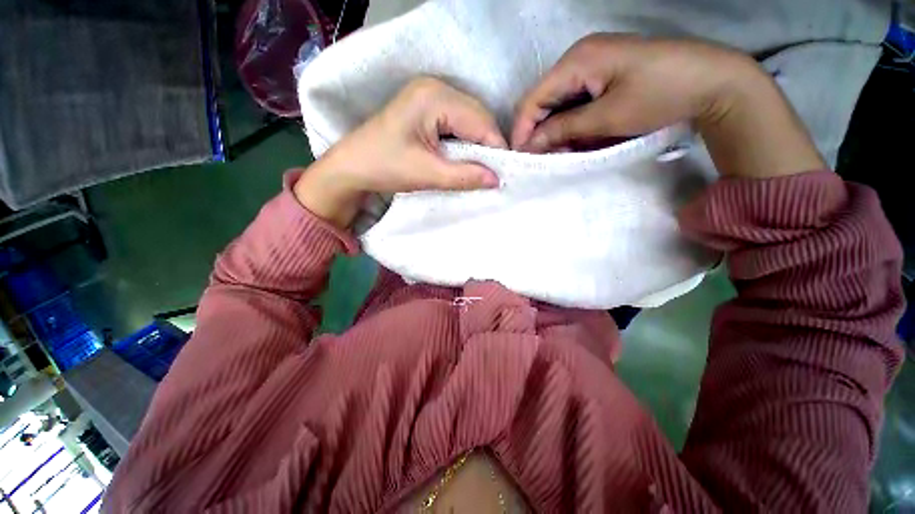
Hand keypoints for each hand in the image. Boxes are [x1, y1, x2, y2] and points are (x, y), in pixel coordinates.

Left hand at [295, 77, 506, 226]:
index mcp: (434, 97)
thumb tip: (497, 180)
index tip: (504, 174)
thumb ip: (465, 176)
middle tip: (493, 174)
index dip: (495, 148)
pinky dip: (465, 141)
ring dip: (477, 144)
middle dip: (488, 146)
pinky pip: (457, 122)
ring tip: (481, 169)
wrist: (352, 166)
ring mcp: (430, 95)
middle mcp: (435, 87)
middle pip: (477, 117)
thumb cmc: (384, 167)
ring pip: (469, 120)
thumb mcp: (428, 174)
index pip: (480, 121)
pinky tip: (466, 158)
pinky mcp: (426, 107)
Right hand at [512, 34, 825, 178]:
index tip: (519, 157)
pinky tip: (577, 139)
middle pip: (544, 101)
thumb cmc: (660, 95)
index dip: (522, 130)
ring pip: (560, 104)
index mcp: (578, 60)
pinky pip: (577, 103)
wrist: (713, 82)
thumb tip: (531, 144)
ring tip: (561, 153)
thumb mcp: (607, 117)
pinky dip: (573, 124)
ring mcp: (593, 65)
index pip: (533, 98)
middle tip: (542, 159)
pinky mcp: (604, 76)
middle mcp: (579, 58)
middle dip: (540, 132)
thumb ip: (563, 129)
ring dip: (557, 131)